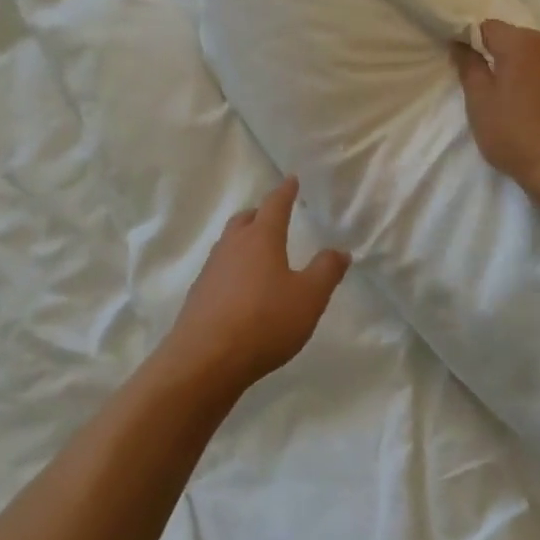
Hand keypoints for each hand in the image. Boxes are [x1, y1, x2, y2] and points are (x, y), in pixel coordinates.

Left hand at [159, 177, 351, 400]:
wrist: (206, 359)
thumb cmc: (264, 321)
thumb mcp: (308, 298)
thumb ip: (326, 271)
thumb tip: (340, 250)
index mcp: (261, 238)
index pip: (274, 205)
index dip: (285, 192)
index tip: (290, 180)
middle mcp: (233, 245)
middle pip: (246, 219)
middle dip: (260, 214)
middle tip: (273, 217)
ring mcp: (211, 269)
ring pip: (230, 243)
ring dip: (244, 241)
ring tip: (259, 253)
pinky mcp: (199, 294)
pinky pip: (220, 269)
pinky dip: (233, 268)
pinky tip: (241, 289)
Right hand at [451, 21, 539, 219]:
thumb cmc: (518, 135)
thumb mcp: (480, 103)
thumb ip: (469, 68)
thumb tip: (461, 44)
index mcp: (522, 43)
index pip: (488, 28)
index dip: (473, 43)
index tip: (466, 67)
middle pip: (516, 40)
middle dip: (501, 57)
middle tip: (490, 90)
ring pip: (539, 57)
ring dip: (526, 71)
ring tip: (518, 103)